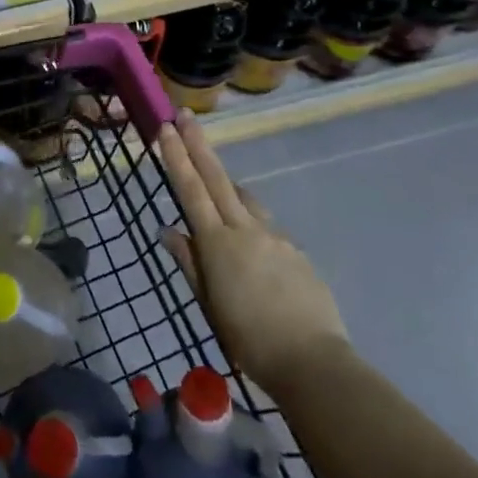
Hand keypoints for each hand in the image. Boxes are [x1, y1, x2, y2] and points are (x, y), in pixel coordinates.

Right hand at [157, 110, 347, 390]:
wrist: (312, 361)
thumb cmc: (249, 340)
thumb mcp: (209, 305)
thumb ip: (190, 263)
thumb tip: (168, 230)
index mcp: (218, 243)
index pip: (191, 190)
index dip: (176, 157)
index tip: (165, 128)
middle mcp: (246, 229)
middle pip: (218, 178)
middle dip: (198, 144)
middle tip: (184, 116)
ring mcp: (275, 237)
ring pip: (246, 200)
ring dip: (228, 188)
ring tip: (218, 195)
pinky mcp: (297, 251)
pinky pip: (267, 229)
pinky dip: (253, 229)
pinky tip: (255, 258)